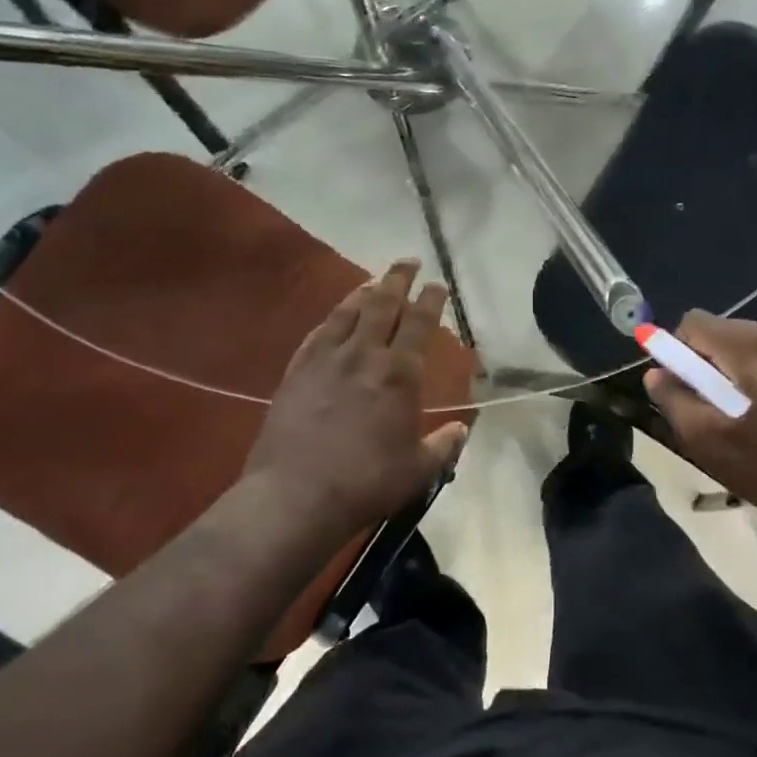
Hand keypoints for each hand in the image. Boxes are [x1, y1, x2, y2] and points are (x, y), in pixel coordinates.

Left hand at [243, 260, 469, 537]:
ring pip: (348, 312)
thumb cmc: (366, 482)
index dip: (430, 299)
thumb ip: (443, 447)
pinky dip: (332, 318)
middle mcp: (364, 355)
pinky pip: (317, 333)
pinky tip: (335, 316)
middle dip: (398, 278)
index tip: (438, 284)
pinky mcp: (296, 371)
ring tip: (375, 281)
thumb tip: (461, 431)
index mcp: (399, 374)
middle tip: (408, 260)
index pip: (419, 323)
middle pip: (383, 304)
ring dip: (365, 291)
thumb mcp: (418, 470)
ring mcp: (325, 360)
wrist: (296, 495)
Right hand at [644, 311, 756, 525]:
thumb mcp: (712, 443)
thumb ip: (676, 402)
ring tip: (734, 424)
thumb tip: (656, 374)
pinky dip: (751, 384)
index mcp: (751, 347)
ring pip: (741, 350)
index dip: (675, 353)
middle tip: (706, 415)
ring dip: (726, 378)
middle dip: (701, 367)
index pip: (694, 323)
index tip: (680, 393)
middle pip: (718, 334)